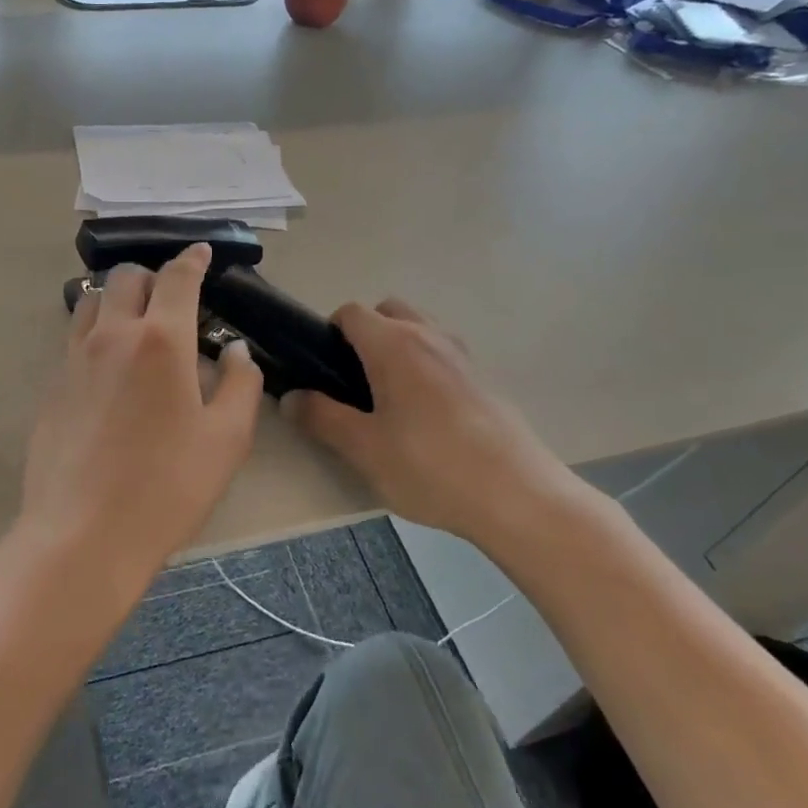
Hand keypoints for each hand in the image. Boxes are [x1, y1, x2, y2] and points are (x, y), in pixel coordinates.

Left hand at [17, 244, 263, 588]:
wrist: (84, 534)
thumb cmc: (168, 486)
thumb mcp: (227, 439)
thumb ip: (241, 384)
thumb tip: (235, 350)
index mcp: (160, 340)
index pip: (176, 278)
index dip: (192, 259)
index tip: (201, 252)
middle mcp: (112, 336)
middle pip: (125, 278)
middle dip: (152, 276)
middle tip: (173, 299)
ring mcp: (74, 360)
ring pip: (90, 301)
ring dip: (116, 298)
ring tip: (136, 324)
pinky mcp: (52, 387)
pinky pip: (74, 339)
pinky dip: (95, 332)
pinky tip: (109, 366)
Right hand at [285, 299, 594, 558]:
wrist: (517, 496)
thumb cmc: (430, 467)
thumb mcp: (364, 448)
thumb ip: (321, 417)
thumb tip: (290, 397)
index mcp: (394, 344)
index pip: (352, 312)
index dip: (329, 332)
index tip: (322, 369)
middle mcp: (429, 337)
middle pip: (388, 311)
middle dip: (365, 334)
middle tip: (353, 382)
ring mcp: (461, 356)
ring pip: (419, 330)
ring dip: (397, 347)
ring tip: (388, 400)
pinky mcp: (482, 379)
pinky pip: (442, 355)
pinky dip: (424, 367)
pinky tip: (424, 417)